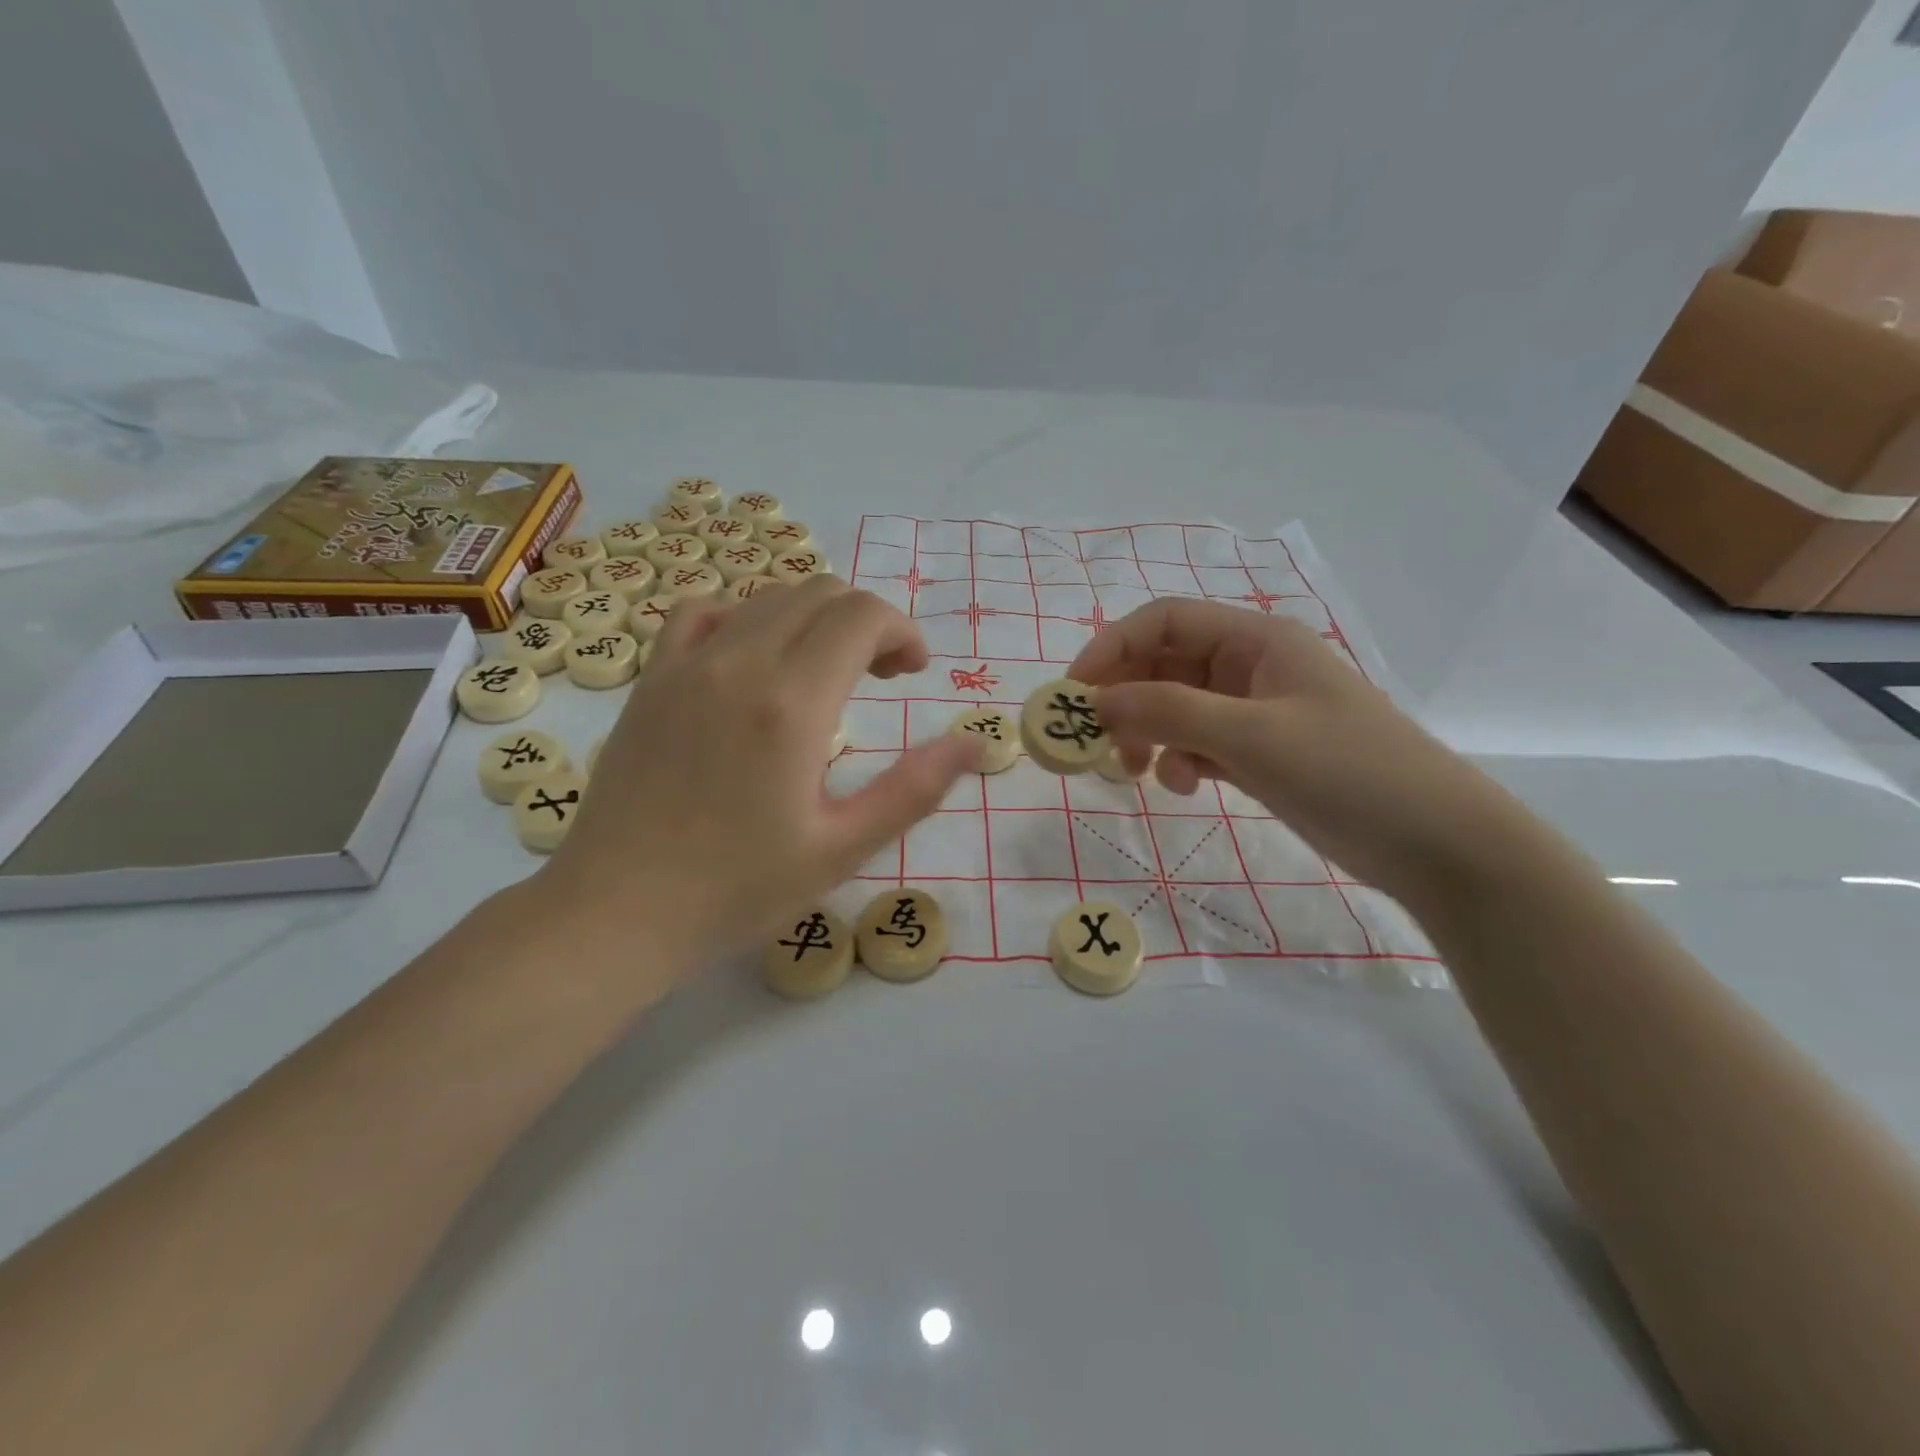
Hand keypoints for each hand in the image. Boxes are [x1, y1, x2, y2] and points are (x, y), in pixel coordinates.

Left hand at [540, 577, 982, 970]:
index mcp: (793, 703)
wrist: (616, 913)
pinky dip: (745, 618)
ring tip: (825, 671)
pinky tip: (752, 660)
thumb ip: (914, 789)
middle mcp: (740, 663)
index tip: (913, 672)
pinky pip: (703, 613)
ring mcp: (687, 664)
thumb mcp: (842, 849)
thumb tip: (974, 743)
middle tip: (882, 677)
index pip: (862, 616)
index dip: (902, 631)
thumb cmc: (738, 890)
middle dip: (866, 622)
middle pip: (821, 594)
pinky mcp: (651, 679)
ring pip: (768, 597)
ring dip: (814, 619)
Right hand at [1070, 600, 1522, 907]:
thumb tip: (1097, 700)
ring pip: (1177, 707)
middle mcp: (1251, 665)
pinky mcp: (1261, 751)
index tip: (1074, 694)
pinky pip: (1199, 742)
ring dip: (1149, 733)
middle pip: (1164, 664)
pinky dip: (1181, 760)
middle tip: (1098, 743)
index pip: (1163, 621)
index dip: (1111, 648)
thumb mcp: (1251, 736)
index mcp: (1255, 639)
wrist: (1435, 842)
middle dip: (1126, 699)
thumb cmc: (1347, 771)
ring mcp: (1256, 710)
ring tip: (1138, 772)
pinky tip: (1189, 786)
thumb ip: (1169, 711)